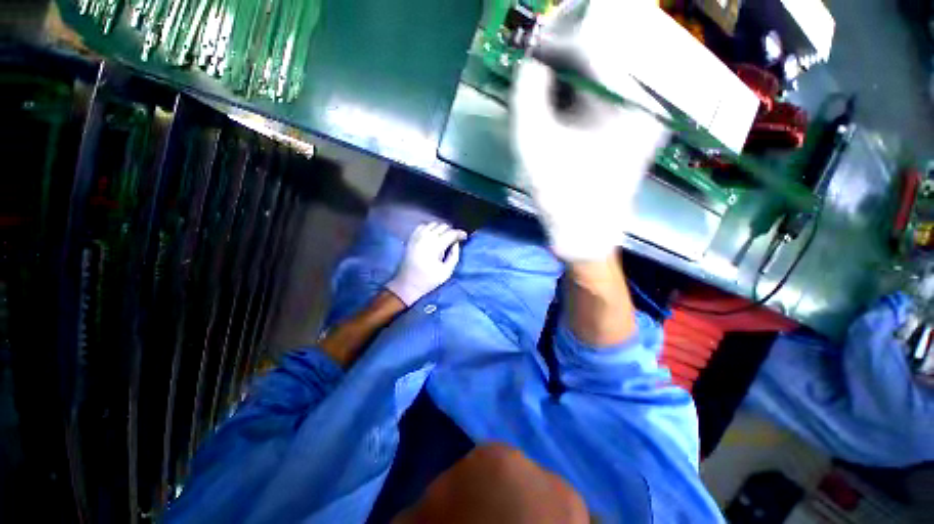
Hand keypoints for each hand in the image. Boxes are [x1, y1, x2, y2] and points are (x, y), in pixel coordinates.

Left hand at [386, 222, 466, 305]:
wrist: (406, 284)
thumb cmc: (428, 280)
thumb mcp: (446, 272)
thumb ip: (454, 256)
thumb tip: (456, 244)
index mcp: (436, 246)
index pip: (451, 233)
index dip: (460, 233)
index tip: (465, 237)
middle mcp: (426, 238)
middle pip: (443, 226)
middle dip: (452, 231)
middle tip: (455, 239)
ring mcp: (417, 237)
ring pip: (433, 224)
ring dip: (441, 229)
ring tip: (445, 237)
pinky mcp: (411, 239)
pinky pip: (422, 226)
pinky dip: (430, 228)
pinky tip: (432, 235)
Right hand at [510, 20, 669, 260]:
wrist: (585, 233)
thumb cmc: (559, 194)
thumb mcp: (532, 143)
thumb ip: (527, 93)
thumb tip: (531, 59)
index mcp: (627, 101)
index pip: (598, 41)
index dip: (562, 32)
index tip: (538, 34)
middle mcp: (648, 100)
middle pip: (610, 50)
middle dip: (572, 48)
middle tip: (542, 54)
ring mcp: (648, 115)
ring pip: (611, 71)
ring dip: (578, 70)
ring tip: (550, 76)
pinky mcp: (640, 128)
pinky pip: (613, 93)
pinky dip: (587, 90)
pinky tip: (567, 101)